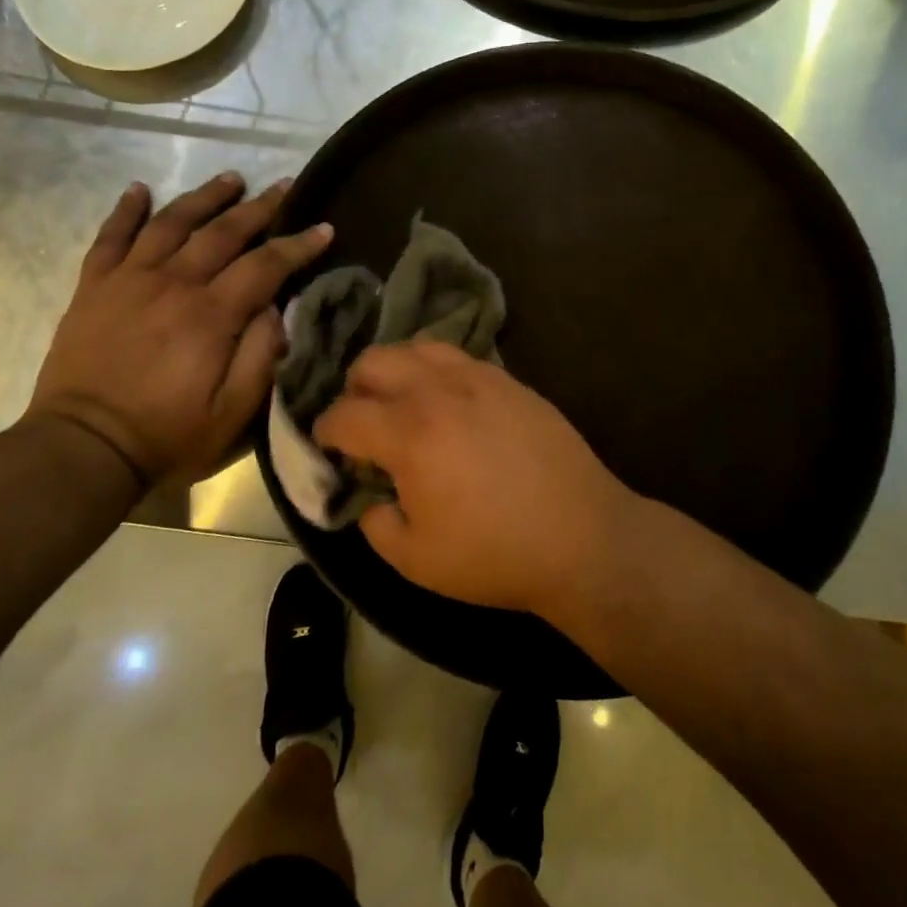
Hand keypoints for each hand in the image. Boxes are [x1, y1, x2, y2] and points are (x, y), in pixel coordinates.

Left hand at [27, 174, 331, 483]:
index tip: (324, 227)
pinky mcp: (94, 288)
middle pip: (222, 232)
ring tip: (230, 178)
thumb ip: (261, 355)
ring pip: (171, 223)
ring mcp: (129, 280)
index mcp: (211, 315)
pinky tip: (140, 190)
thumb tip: (275, 309)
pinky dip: (126, 210)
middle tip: (283, 185)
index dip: (298, 244)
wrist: (83, 448)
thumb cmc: (167, 435)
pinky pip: (110, 237)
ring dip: (204, 197)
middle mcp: (173, 284)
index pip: (265, 264)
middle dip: (258, 207)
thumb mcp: (234, 412)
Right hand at [313, 342, 637, 615]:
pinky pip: (459, 357)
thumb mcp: (415, 559)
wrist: (581, 536)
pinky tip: (449, 404)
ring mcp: (479, 377)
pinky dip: (438, 372)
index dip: (324, 432)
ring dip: (397, 371)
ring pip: (417, 347)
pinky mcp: (510, 380)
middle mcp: (438, 390)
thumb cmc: (494, 554)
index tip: (328, 448)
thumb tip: (370, 495)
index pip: (343, 414)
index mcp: (408, 433)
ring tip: (405, 406)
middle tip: (365, 426)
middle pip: (373, 361)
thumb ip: (375, 522)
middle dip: (355, 390)